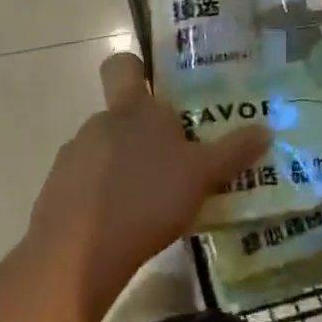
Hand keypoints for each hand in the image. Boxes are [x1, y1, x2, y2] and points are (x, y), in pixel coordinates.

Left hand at [27, 50, 270, 321]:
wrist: (77, 255)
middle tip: (173, 162)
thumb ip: (232, 151)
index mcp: (133, 108)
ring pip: (104, 151)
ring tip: (149, 202)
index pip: (122, 65)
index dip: (135, 69)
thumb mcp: (201, 175)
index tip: (155, 86)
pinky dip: (100, 198)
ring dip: (122, 168)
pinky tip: (120, 227)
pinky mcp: (55, 192)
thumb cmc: (146, 198)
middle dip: (143, 135)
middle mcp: (100, 122)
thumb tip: (266, 129)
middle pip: (121, 115)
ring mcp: (73, 156)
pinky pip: (84, 185)